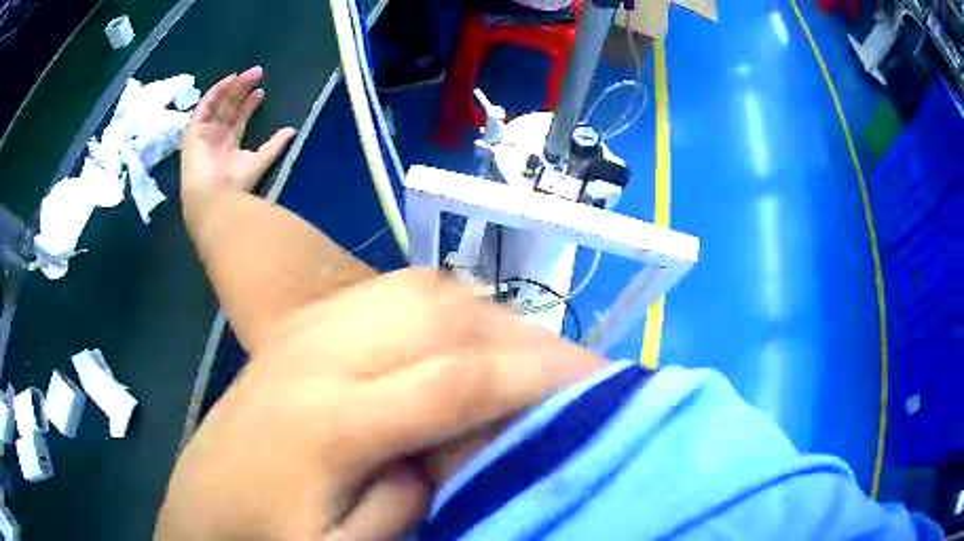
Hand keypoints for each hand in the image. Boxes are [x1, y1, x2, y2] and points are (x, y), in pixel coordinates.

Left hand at [156, 270, 604, 539]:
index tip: (594, 382)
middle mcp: (320, 352)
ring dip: (488, 316)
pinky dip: (448, 303)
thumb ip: (413, 500)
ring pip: (424, 291)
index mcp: (327, 418)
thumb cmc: (268, 534)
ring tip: (530, 353)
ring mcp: (311, 329)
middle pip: (444, 319)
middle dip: (523, 339)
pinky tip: (468, 331)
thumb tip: (463, 446)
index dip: (533, 378)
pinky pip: (394, 289)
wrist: (205, 503)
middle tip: (575, 366)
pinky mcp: (307, 325)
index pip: (454, 381)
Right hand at [181, 66, 295, 195]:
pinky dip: (215, 93)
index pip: (239, 120)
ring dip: (231, 87)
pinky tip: (229, 80)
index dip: (249, 104)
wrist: (212, 198)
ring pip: (218, 104)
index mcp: (229, 146)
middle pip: (229, 107)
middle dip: (242, 90)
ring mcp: (204, 134)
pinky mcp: (192, 131)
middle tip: (257, 73)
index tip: (261, 91)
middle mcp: (216, 138)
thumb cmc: (235, 185)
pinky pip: (203, 107)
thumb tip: (292, 130)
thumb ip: (275, 145)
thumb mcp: (259, 161)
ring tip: (246, 74)